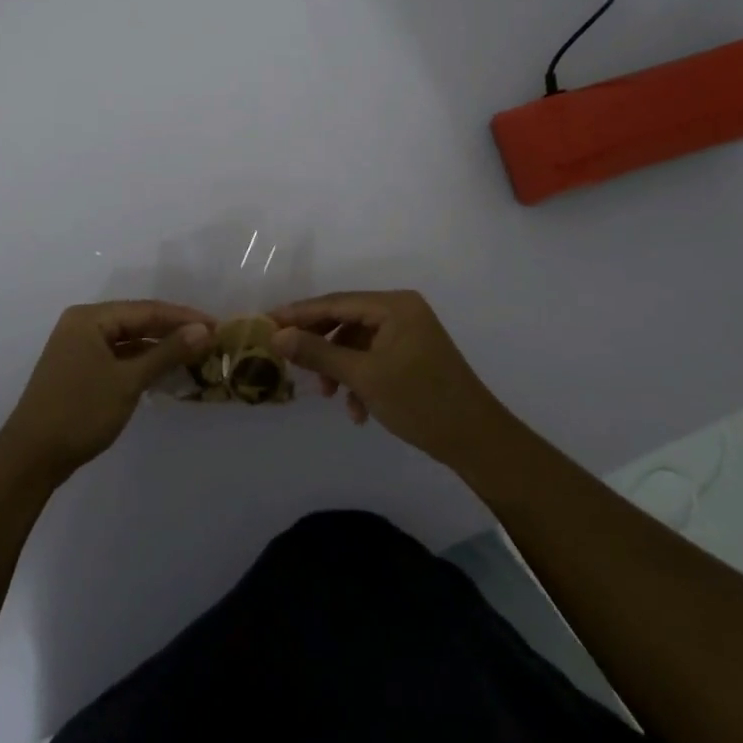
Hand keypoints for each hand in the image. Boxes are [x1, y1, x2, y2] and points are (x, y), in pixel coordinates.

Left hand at [0, 301, 212, 482]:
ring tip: (195, 354)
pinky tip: (165, 371)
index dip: (184, 317)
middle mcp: (82, 325)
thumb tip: (203, 330)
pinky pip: (118, 357)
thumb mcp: (128, 380)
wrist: (31, 458)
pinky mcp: (79, 370)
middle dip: (173, 331)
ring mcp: (78, 348)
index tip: (218, 326)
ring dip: (159, 348)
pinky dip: (142, 362)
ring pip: (128, 341)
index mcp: (90, 318)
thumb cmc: (80, 411)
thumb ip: (166, 352)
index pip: (147, 309)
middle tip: (211, 340)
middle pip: (137, 321)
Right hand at [268, 290, 510, 471]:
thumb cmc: (419, 401)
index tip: (266, 323)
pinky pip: (374, 357)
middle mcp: (402, 310)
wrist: (476, 439)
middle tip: (288, 360)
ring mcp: (410, 332)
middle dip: (319, 344)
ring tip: (329, 396)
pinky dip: (360, 378)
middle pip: (345, 319)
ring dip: (339, 367)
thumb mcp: (363, 376)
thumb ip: (318, 353)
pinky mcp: (414, 355)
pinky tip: (357, 410)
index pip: (335, 302)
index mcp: (394, 305)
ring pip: (358, 342)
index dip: (299, 314)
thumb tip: (277, 336)